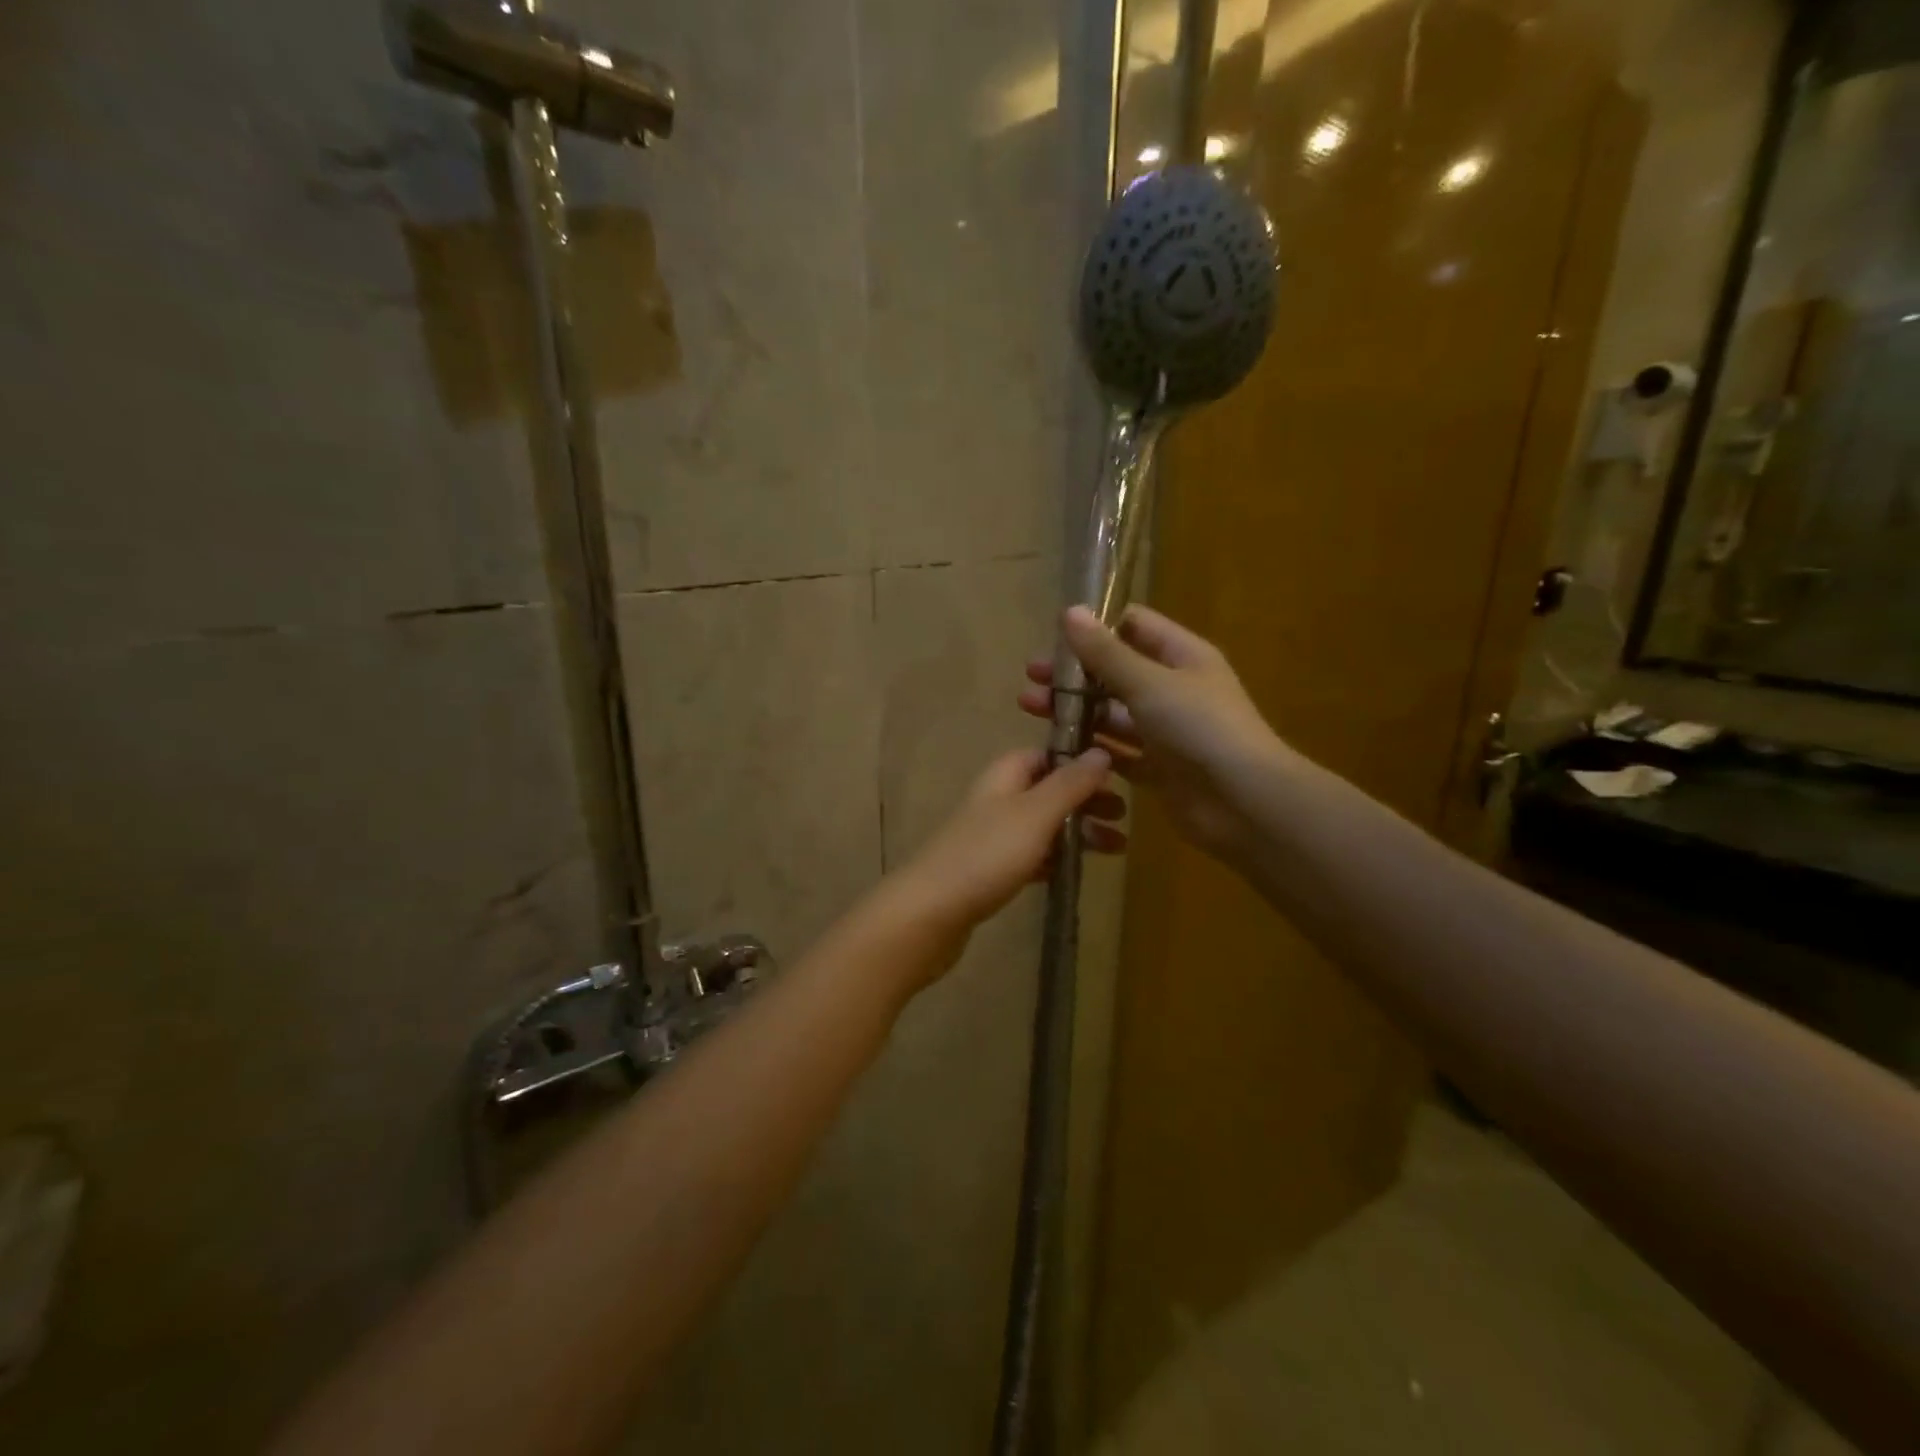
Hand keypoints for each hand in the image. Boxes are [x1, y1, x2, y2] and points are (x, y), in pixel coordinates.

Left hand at [885, 747, 1123, 942]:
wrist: (930, 912)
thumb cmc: (986, 855)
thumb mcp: (1035, 814)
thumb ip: (1069, 784)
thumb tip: (1101, 752)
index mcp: (1004, 776)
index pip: (1045, 754)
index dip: (1079, 761)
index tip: (1116, 775)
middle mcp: (997, 799)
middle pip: (1048, 790)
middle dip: (1085, 800)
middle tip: (1123, 816)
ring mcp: (991, 836)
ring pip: (1043, 825)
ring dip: (1077, 832)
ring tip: (1117, 848)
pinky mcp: (989, 870)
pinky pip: (1031, 856)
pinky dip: (1055, 859)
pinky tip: (1077, 871)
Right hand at [1019, 605, 1282, 866]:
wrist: (1244, 803)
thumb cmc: (1200, 728)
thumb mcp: (1150, 683)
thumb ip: (1106, 654)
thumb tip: (1069, 612)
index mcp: (1181, 656)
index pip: (1134, 627)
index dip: (1096, 629)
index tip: (1055, 639)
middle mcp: (1174, 689)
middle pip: (1115, 672)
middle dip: (1074, 674)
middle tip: (1031, 679)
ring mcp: (1166, 731)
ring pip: (1112, 714)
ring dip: (1076, 711)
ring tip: (1031, 710)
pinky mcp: (1158, 769)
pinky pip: (1118, 753)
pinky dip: (1091, 750)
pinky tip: (1057, 749)